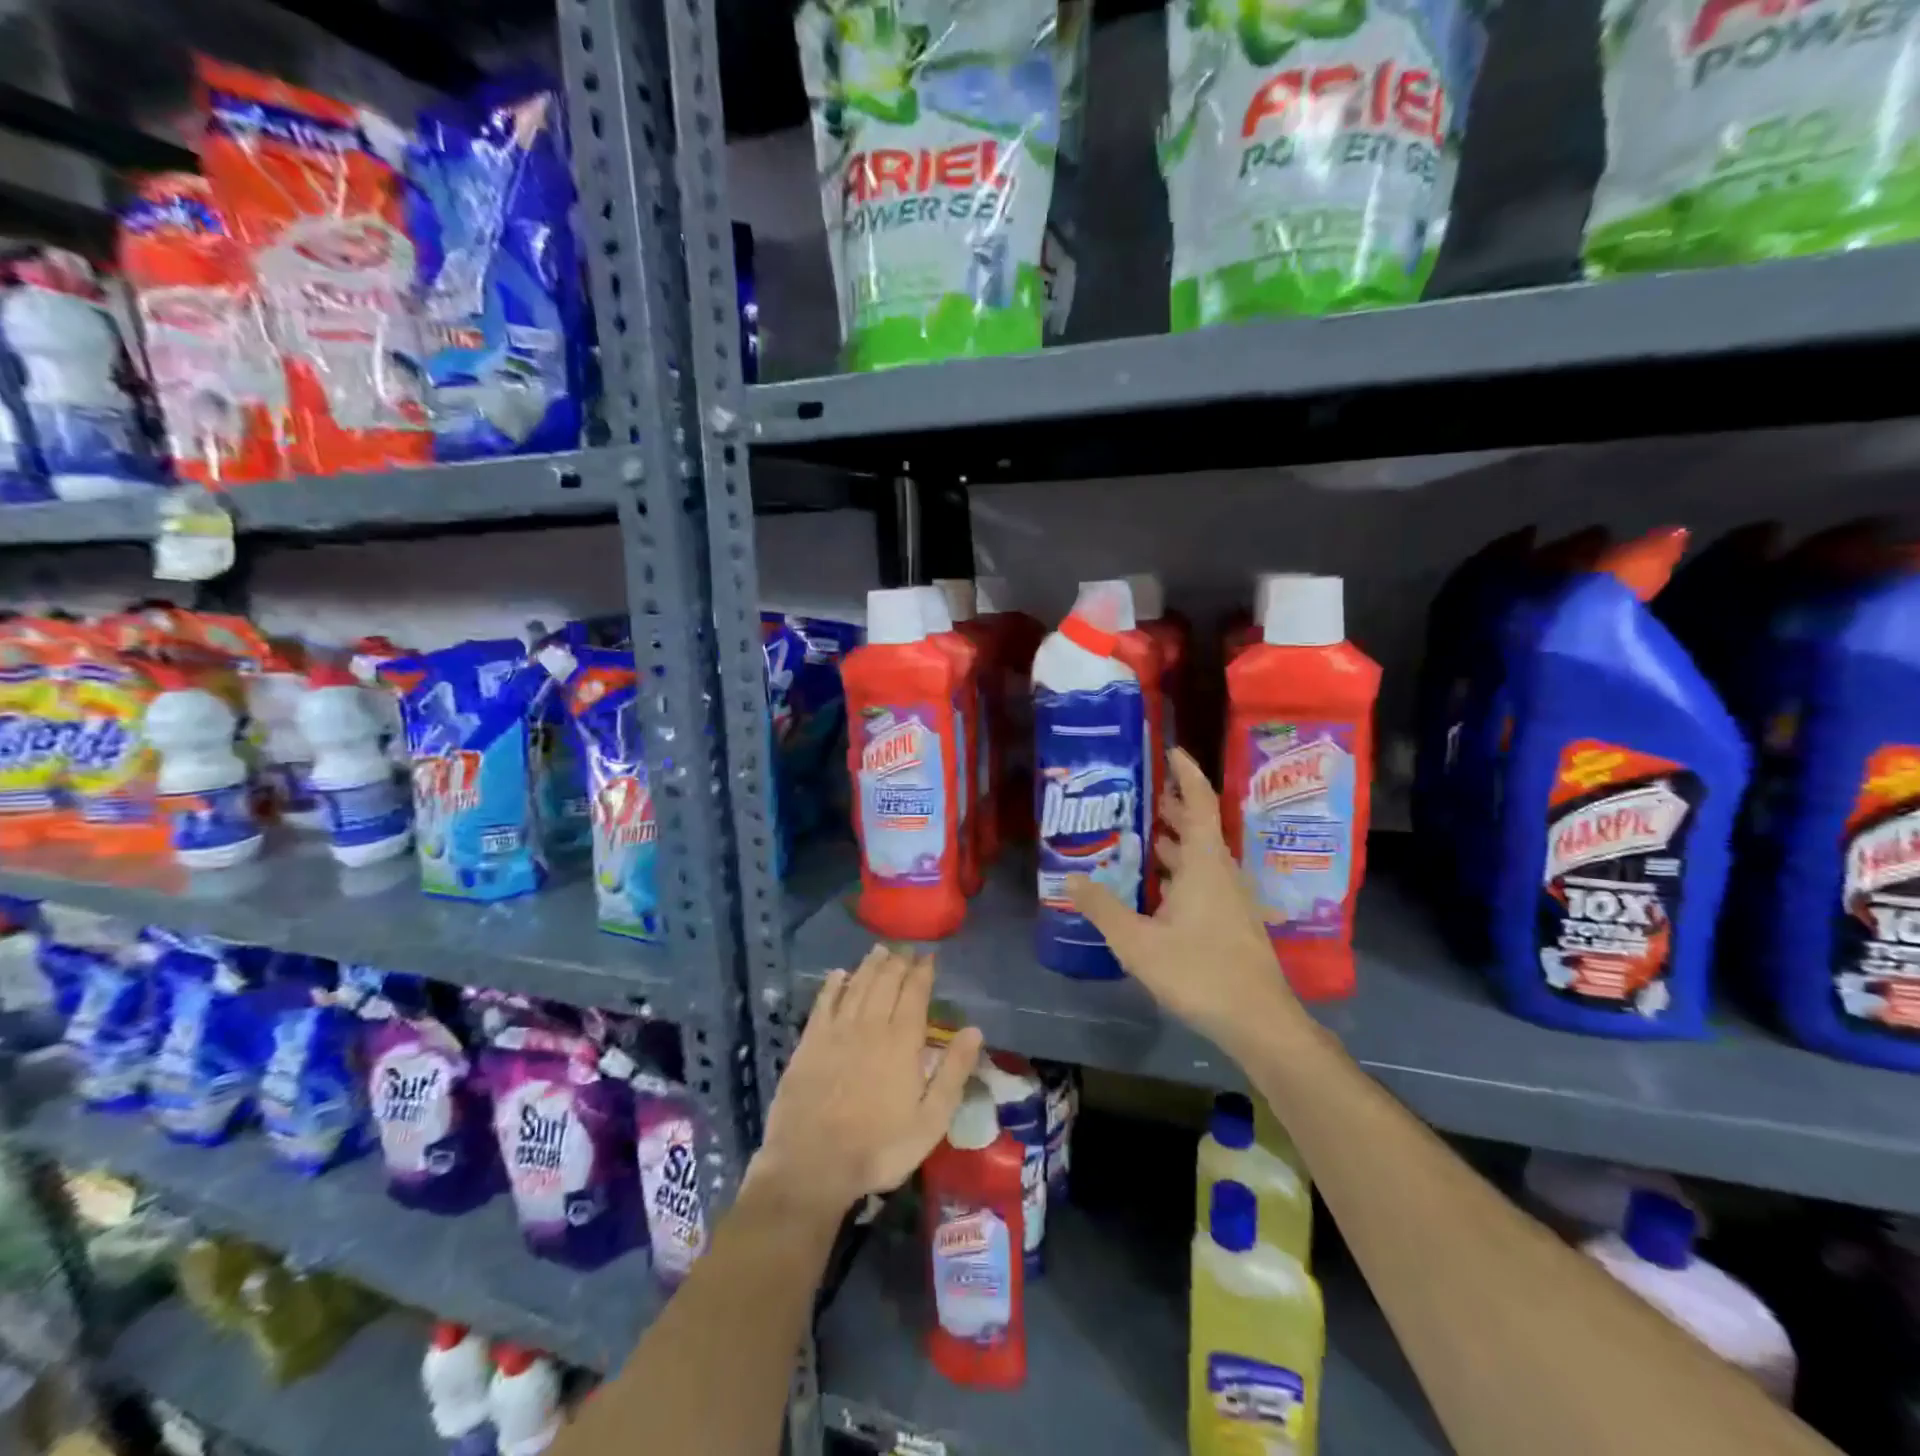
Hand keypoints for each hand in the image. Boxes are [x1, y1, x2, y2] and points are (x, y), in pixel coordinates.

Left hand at [749, 945, 983, 1222]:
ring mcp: (837, 1031)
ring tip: (879, 950)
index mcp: (902, 1041)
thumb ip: (953, 1072)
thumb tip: (974, 1030)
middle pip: (885, 982)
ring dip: (870, 966)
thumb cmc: (879, 1147)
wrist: (812, 1164)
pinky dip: (833, 985)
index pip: (915, 994)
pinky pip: (823, 1003)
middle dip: (898, 962)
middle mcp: (870, 1025)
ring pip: (857, 986)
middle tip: (905, 948)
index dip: (922, 972)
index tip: (928, 956)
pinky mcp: (809, 1042)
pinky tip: (838, 974)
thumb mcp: (930, 1120)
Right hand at [1068, 747, 1303, 1056]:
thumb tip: (1070, 879)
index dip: (1187, 774)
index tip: (1171, 750)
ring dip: (1175, 841)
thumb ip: (1102, 908)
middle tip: (1141, 793)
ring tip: (1142, 833)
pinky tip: (1156, 888)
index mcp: (1205, 864)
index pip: (1200, 803)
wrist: (1258, 1022)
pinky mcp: (1231, 922)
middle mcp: (1222, 872)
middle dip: (1173, 806)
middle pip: (1200, 827)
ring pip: (1201, 856)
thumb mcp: (1137, 942)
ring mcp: (1230, 899)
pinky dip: (1180, 870)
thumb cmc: (1199, 972)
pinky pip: (1203, 880)